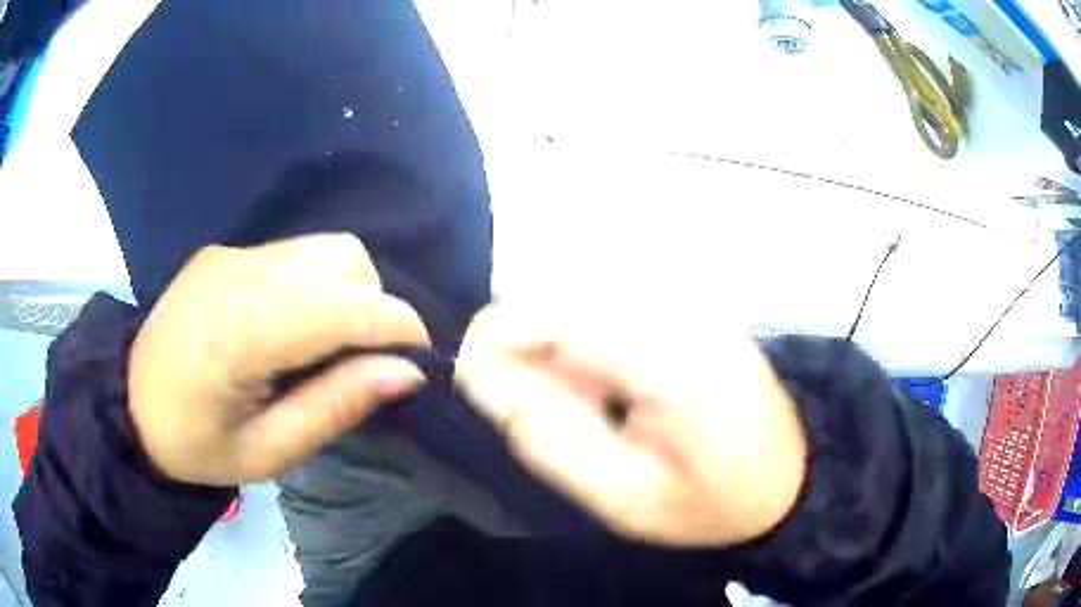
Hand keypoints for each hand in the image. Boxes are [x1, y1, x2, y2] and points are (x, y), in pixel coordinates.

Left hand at [128, 234, 429, 485]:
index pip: (341, 305)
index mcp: (239, 334)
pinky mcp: (223, 252)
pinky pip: (292, 254)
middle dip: (374, 303)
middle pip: (341, 258)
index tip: (419, 357)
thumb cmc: (196, 446)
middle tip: (360, 358)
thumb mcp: (267, 452)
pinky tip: (289, 326)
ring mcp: (228, 255)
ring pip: (322, 248)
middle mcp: (236, 274)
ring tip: (324, 343)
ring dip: (347, 291)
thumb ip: (335, 407)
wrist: (129, 405)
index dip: (396, 324)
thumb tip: (406, 372)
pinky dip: (314, 285)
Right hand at [454, 299, 806, 547]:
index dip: (497, 337)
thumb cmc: (708, 502)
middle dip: (525, 342)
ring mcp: (692, 300)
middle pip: (565, 290)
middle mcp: (682, 311)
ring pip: (584, 290)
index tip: (474, 380)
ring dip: (557, 340)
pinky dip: (587, 336)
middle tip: (531, 404)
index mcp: (671, 362)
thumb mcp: (622, 498)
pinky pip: (612, 300)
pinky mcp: (692, 304)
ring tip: (578, 401)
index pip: (556, 312)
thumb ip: (549, 439)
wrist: (786, 479)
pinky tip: (606, 382)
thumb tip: (485, 379)